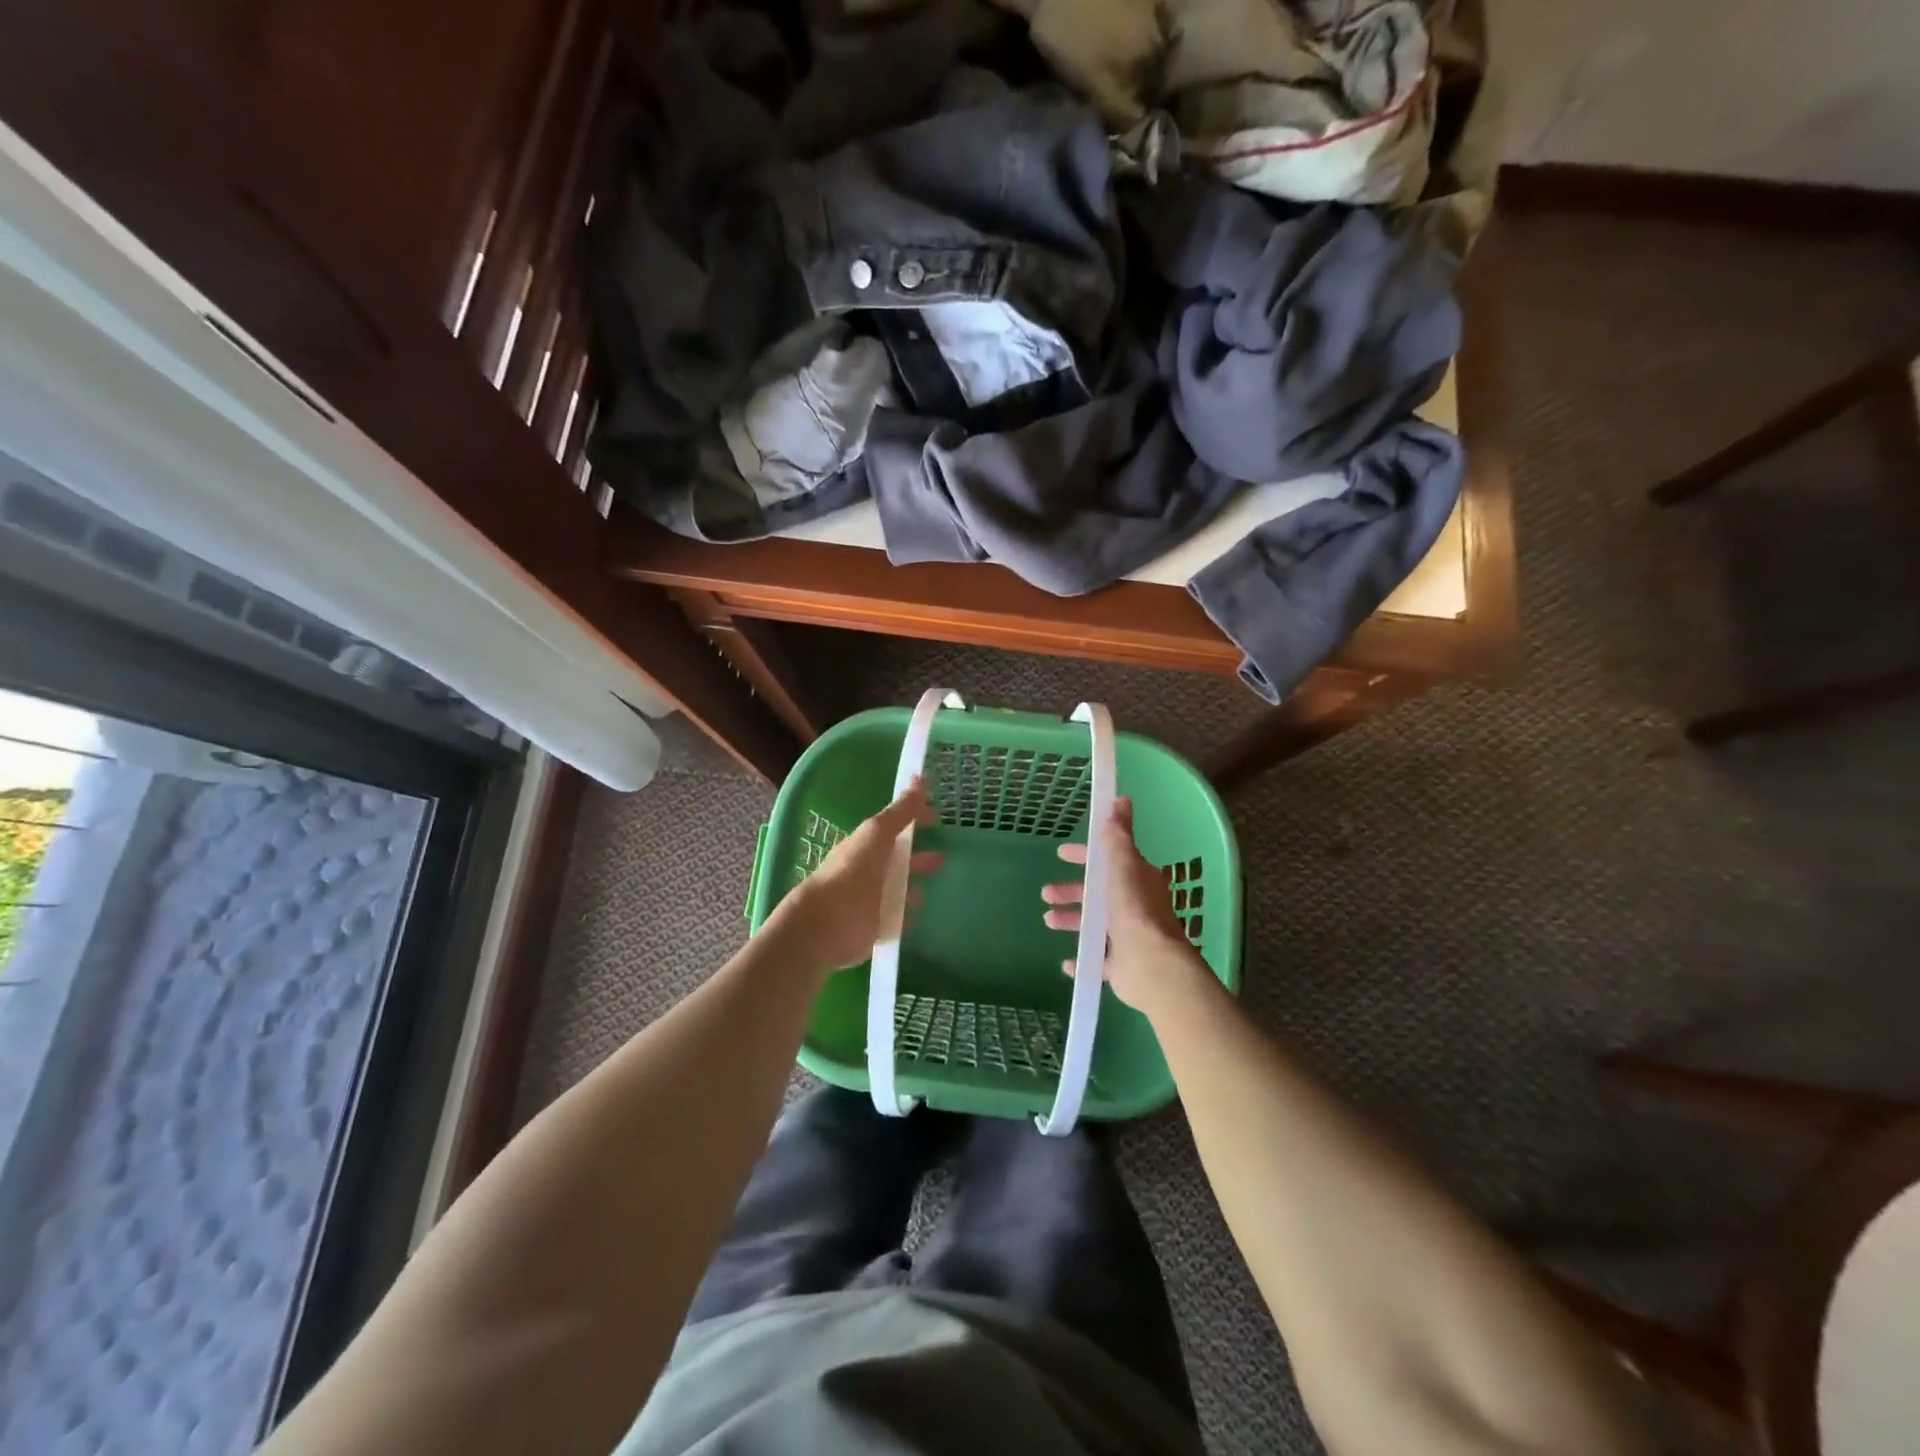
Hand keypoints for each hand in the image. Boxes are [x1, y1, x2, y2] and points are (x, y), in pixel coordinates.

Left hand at [771, 780, 943, 975]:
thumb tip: (919, 778)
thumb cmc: (851, 873)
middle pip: (898, 861)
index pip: (894, 827)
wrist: (826, 924)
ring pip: (897, 890)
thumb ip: (899, 812)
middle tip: (943, 857)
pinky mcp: (875, 927)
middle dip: (918, 858)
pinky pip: (895, 919)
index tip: (936, 818)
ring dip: (913, 888)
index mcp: (868, 844)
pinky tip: (915, 918)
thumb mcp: (876, 835)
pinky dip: (905, 917)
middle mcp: (869, 870)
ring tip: (928, 891)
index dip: (914, 821)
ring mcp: (872, 899)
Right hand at [1041, 798, 1212, 1016]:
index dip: (1084, 856)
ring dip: (1071, 920)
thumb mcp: (1123, 864)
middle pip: (1097, 894)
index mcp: (1136, 880)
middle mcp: (1134, 906)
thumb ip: (1119, 835)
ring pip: (1094, 925)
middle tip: (1046, 893)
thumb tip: (1122, 798)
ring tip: (1048, 920)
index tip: (1061, 854)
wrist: (1150, 963)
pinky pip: (1098, 960)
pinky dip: (1082, 959)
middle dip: (1071, 891)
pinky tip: (1067, 963)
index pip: (1107, 861)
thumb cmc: (1133, 909)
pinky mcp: (1122, 965)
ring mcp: (1128, 937)